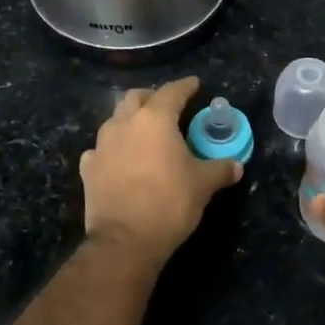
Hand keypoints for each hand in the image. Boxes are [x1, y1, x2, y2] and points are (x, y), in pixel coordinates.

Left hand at [81, 77, 239, 266]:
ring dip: (130, 121)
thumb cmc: (170, 202)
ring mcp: (101, 146)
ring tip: (145, 134)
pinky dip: (113, 149)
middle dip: (152, 98)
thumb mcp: (203, 185)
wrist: (125, 240)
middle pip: (136, 98)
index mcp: (155, 120)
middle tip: (168, 108)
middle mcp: (124, 124)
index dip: (186, 86)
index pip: (172, 92)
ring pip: (115, 120)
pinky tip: (121, 160)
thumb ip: (220, 169)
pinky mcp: (88, 169)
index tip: (195, 84)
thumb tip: (236, 165)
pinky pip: (100, 149)